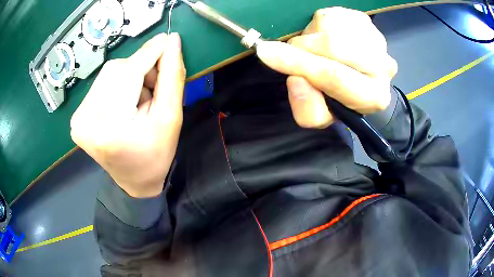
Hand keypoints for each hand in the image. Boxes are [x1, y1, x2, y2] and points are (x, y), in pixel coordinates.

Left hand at [70, 33, 185, 197]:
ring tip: (139, 98)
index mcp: (110, 127)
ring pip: (108, 73)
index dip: (149, 52)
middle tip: (153, 87)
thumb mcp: (171, 117)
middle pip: (116, 70)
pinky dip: (117, 85)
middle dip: (140, 69)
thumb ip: (172, 77)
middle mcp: (86, 121)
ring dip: (129, 77)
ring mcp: (78, 119)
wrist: (134, 180)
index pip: (128, 73)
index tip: (167, 40)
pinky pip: (100, 84)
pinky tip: (125, 101)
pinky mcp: (77, 117)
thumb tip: (172, 41)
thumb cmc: (156, 154)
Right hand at [256, 7, 397, 127]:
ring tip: (314, 48)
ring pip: (331, 26)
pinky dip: (319, 25)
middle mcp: (384, 68)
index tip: (267, 53)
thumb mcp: (320, 114)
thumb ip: (306, 108)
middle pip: (334, 46)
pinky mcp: (367, 22)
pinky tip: (324, 37)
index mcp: (374, 97)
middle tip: (290, 52)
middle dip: (303, 47)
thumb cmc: (337, 97)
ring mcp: (377, 40)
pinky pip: (332, 15)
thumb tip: (296, 80)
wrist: (356, 76)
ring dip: (311, 35)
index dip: (298, 64)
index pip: (335, 76)